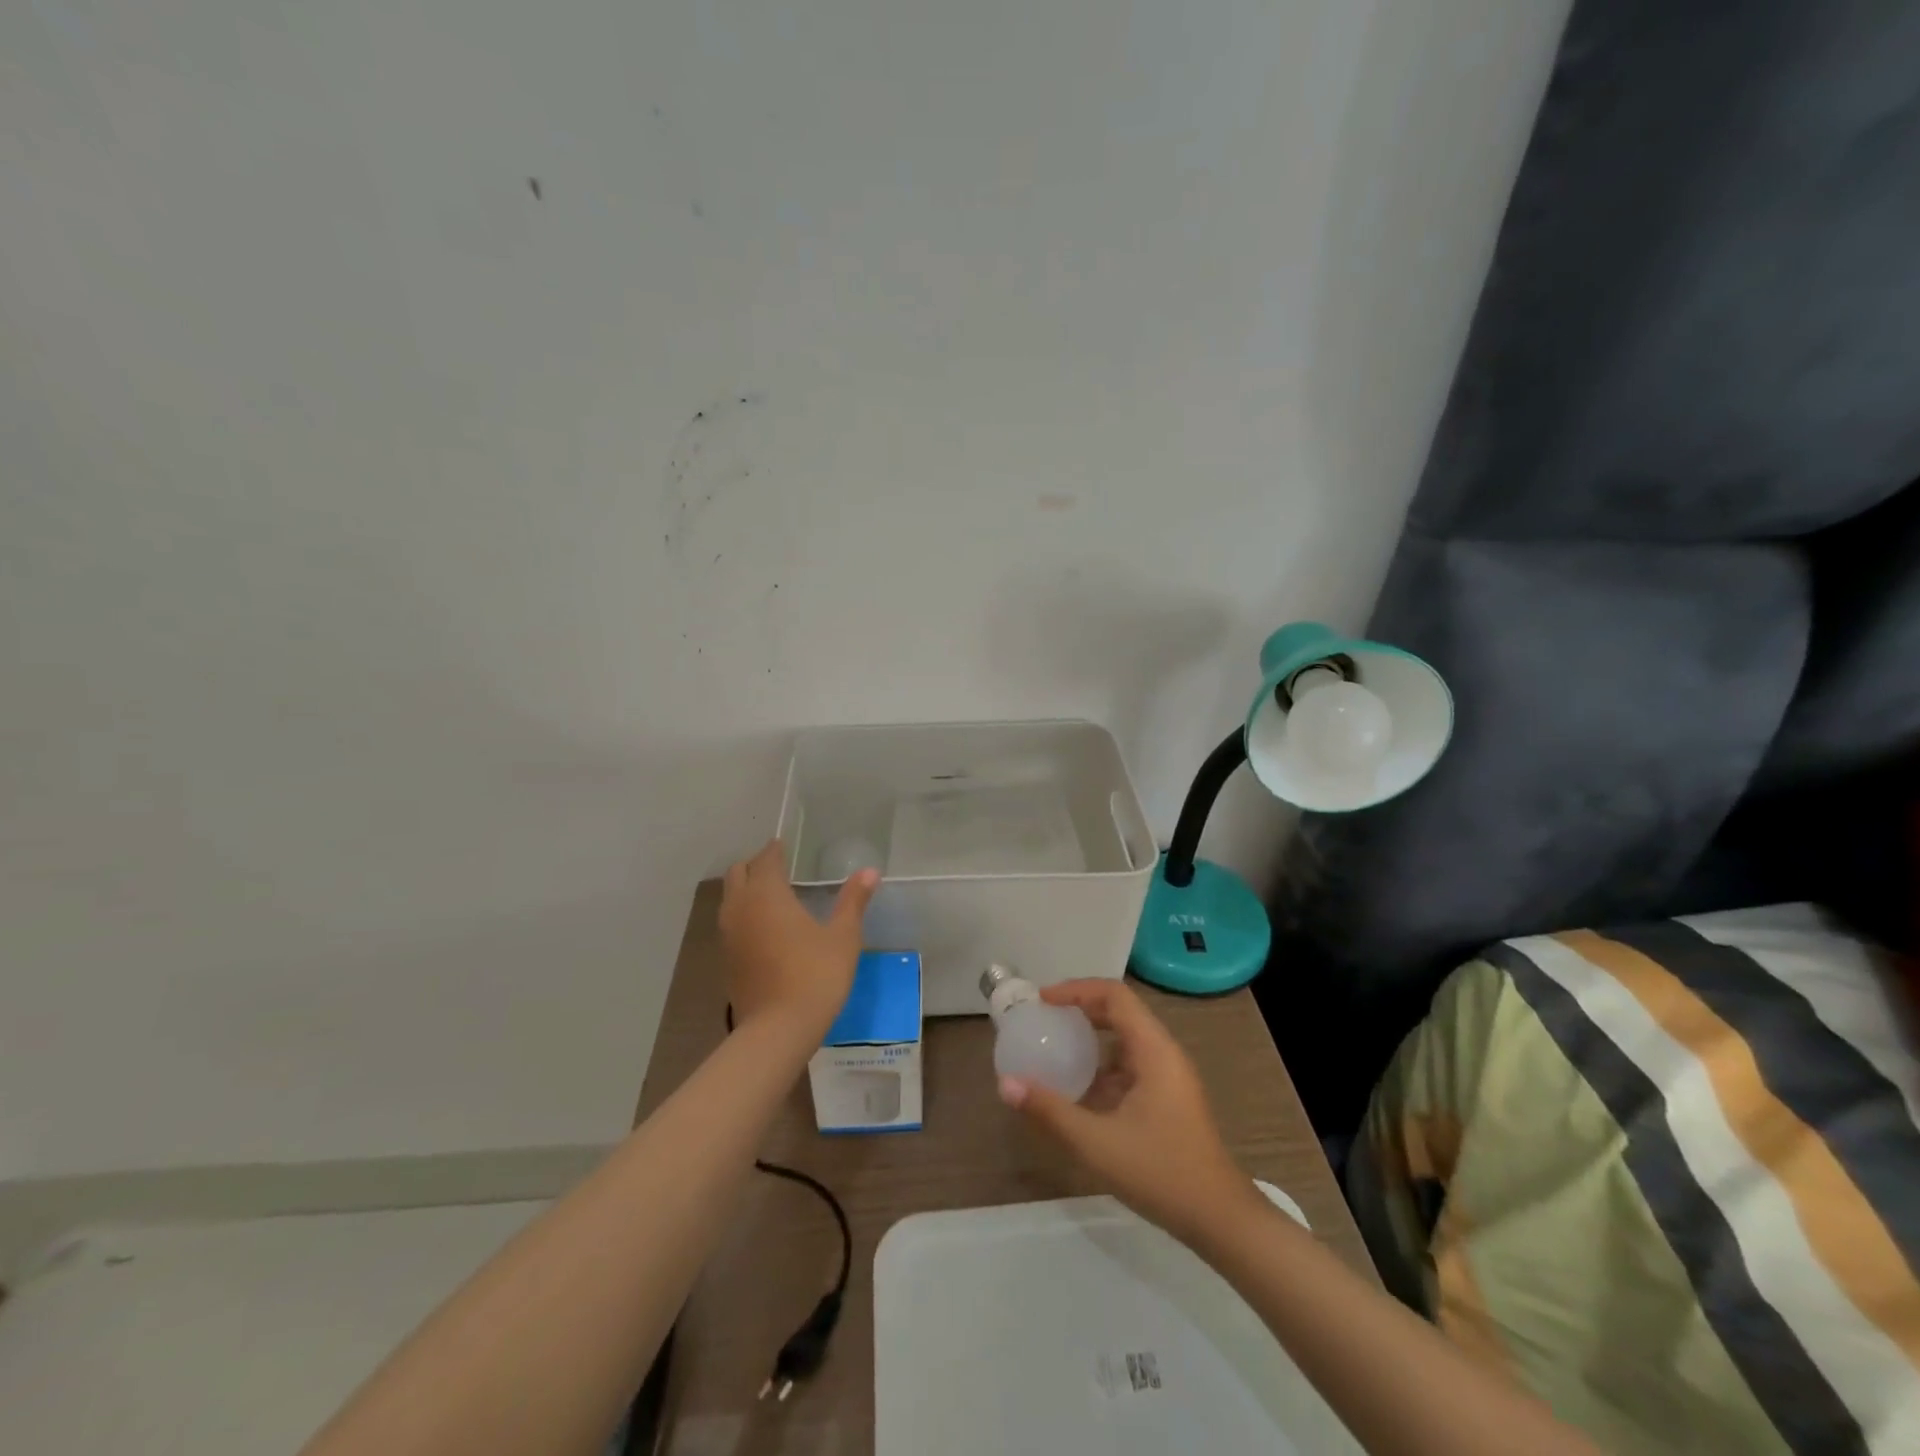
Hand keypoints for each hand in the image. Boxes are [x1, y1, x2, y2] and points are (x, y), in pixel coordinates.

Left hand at [719, 840, 878, 1039]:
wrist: (778, 1030)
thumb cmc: (815, 975)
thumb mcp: (843, 937)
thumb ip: (853, 901)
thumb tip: (870, 871)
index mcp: (767, 894)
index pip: (766, 859)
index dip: (776, 850)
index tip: (787, 846)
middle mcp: (741, 907)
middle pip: (738, 873)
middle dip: (756, 866)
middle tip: (780, 869)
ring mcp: (728, 935)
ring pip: (729, 898)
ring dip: (746, 890)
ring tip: (773, 896)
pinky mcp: (726, 959)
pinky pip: (730, 923)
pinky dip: (743, 914)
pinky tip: (765, 928)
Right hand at [999, 979, 1258, 1244]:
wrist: (1221, 1220)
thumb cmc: (1161, 1173)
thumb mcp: (1097, 1143)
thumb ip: (1050, 1110)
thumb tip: (1005, 1084)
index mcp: (1154, 1050)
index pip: (1114, 996)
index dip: (1076, 989)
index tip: (1042, 1001)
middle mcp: (1164, 1053)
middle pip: (1119, 1011)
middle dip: (1079, 1009)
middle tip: (1043, 1019)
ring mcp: (1169, 1077)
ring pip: (1125, 1040)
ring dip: (1090, 1038)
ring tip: (1054, 1048)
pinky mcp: (1168, 1099)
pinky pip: (1130, 1065)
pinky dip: (1102, 1066)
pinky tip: (1078, 1091)